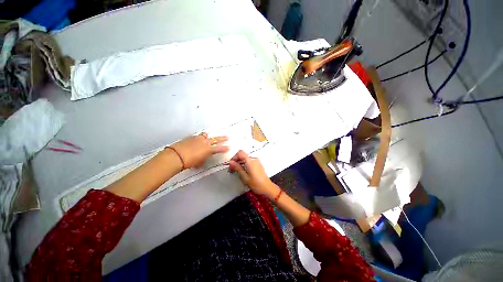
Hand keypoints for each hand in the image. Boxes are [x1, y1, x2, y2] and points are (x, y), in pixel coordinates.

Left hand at [170, 132, 228, 168]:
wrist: (176, 156)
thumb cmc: (189, 162)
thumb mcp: (199, 163)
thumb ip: (203, 159)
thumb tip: (203, 159)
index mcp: (208, 149)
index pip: (219, 148)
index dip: (224, 148)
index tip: (229, 147)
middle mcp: (205, 142)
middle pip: (216, 139)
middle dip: (222, 138)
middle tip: (227, 137)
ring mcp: (198, 138)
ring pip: (206, 135)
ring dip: (208, 136)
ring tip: (208, 136)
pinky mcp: (191, 137)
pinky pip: (198, 136)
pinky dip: (199, 138)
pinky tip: (197, 140)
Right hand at [228, 150, 278, 198]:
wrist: (267, 187)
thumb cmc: (256, 183)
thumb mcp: (244, 177)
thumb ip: (237, 168)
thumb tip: (231, 162)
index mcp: (250, 161)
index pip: (240, 153)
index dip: (234, 157)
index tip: (231, 164)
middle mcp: (254, 159)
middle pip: (242, 155)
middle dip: (236, 161)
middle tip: (231, 170)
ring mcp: (256, 161)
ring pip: (245, 158)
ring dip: (239, 163)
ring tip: (236, 171)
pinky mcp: (257, 164)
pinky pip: (249, 161)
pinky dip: (244, 164)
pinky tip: (242, 171)